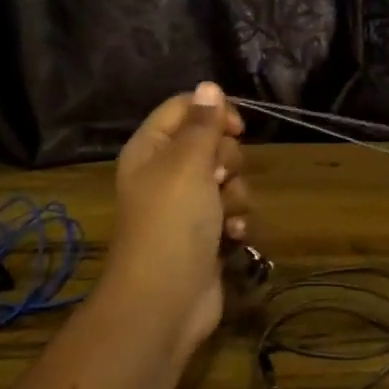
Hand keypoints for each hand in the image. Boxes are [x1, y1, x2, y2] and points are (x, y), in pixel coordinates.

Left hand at [104, 83, 250, 356]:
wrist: (164, 302)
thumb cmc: (172, 222)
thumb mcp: (187, 163)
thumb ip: (202, 123)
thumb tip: (209, 86)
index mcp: (151, 149)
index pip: (184, 107)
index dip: (214, 111)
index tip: (236, 129)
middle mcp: (166, 173)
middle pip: (211, 143)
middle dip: (227, 160)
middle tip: (218, 179)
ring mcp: (186, 206)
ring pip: (228, 178)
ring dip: (236, 194)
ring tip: (224, 215)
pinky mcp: (205, 234)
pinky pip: (231, 211)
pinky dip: (236, 221)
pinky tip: (233, 236)